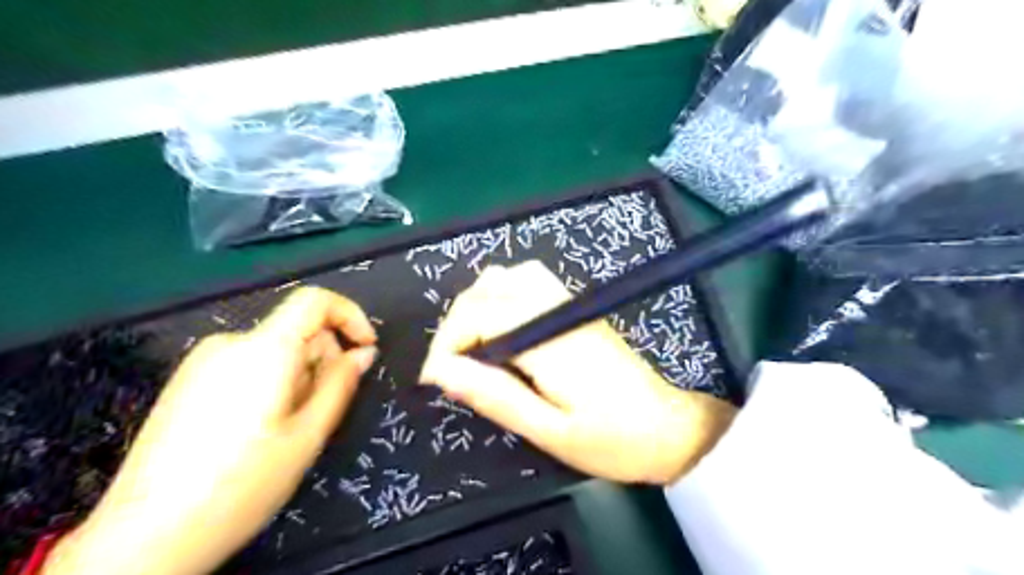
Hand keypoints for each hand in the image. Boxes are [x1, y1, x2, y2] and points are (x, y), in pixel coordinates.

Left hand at [44, 290, 377, 574]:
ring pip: (274, 351)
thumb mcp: (308, 435)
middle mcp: (230, 343)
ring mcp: (202, 361)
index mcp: (263, 350)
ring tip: (286, 428)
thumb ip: (341, 384)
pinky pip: (247, 365)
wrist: (142, 540)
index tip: (366, 349)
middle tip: (321, 410)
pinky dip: (270, 383)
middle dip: (323, 360)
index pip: (315, 300)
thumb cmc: (241, 484)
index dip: (350, 316)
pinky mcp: (187, 381)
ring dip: (297, 377)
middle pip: (296, 330)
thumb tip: (364, 353)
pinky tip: (256, 430)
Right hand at [418, 259, 734, 484]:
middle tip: (451, 369)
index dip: (446, 342)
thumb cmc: (613, 440)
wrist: (670, 427)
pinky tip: (502, 326)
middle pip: (487, 290)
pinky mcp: (574, 307)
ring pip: (507, 277)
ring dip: (477, 306)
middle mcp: (555, 309)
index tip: (434, 379)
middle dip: (456, 325)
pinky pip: (528, 280)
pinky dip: (502, 295)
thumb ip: (496, 397)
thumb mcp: (550, 432)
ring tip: (472, 348)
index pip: (479, 315)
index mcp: (548, 339)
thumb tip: (443, 373)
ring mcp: (568, 302)